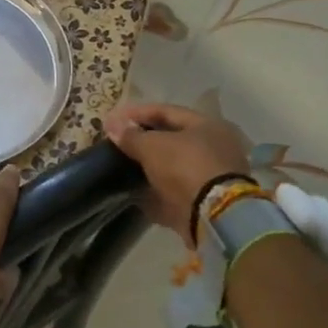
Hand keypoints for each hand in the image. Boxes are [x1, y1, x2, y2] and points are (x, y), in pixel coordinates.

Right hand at [103, 102, 250, 243]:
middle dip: (143, 141)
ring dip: (150, 167)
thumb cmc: (185, 167)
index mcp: (208, 125)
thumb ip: (130, 135)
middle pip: (172, 139)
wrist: (214, 216)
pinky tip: (135, 193)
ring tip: (121, 167)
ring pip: (173, 167)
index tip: (112, 119)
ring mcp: (212, 177)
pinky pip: (174, 192)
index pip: (166, 111)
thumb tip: (112, 125)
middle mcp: (215, 147)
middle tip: (117, 142)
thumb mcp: (152, 146)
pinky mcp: (206, 203)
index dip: (136, 113)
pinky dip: (156, 192)